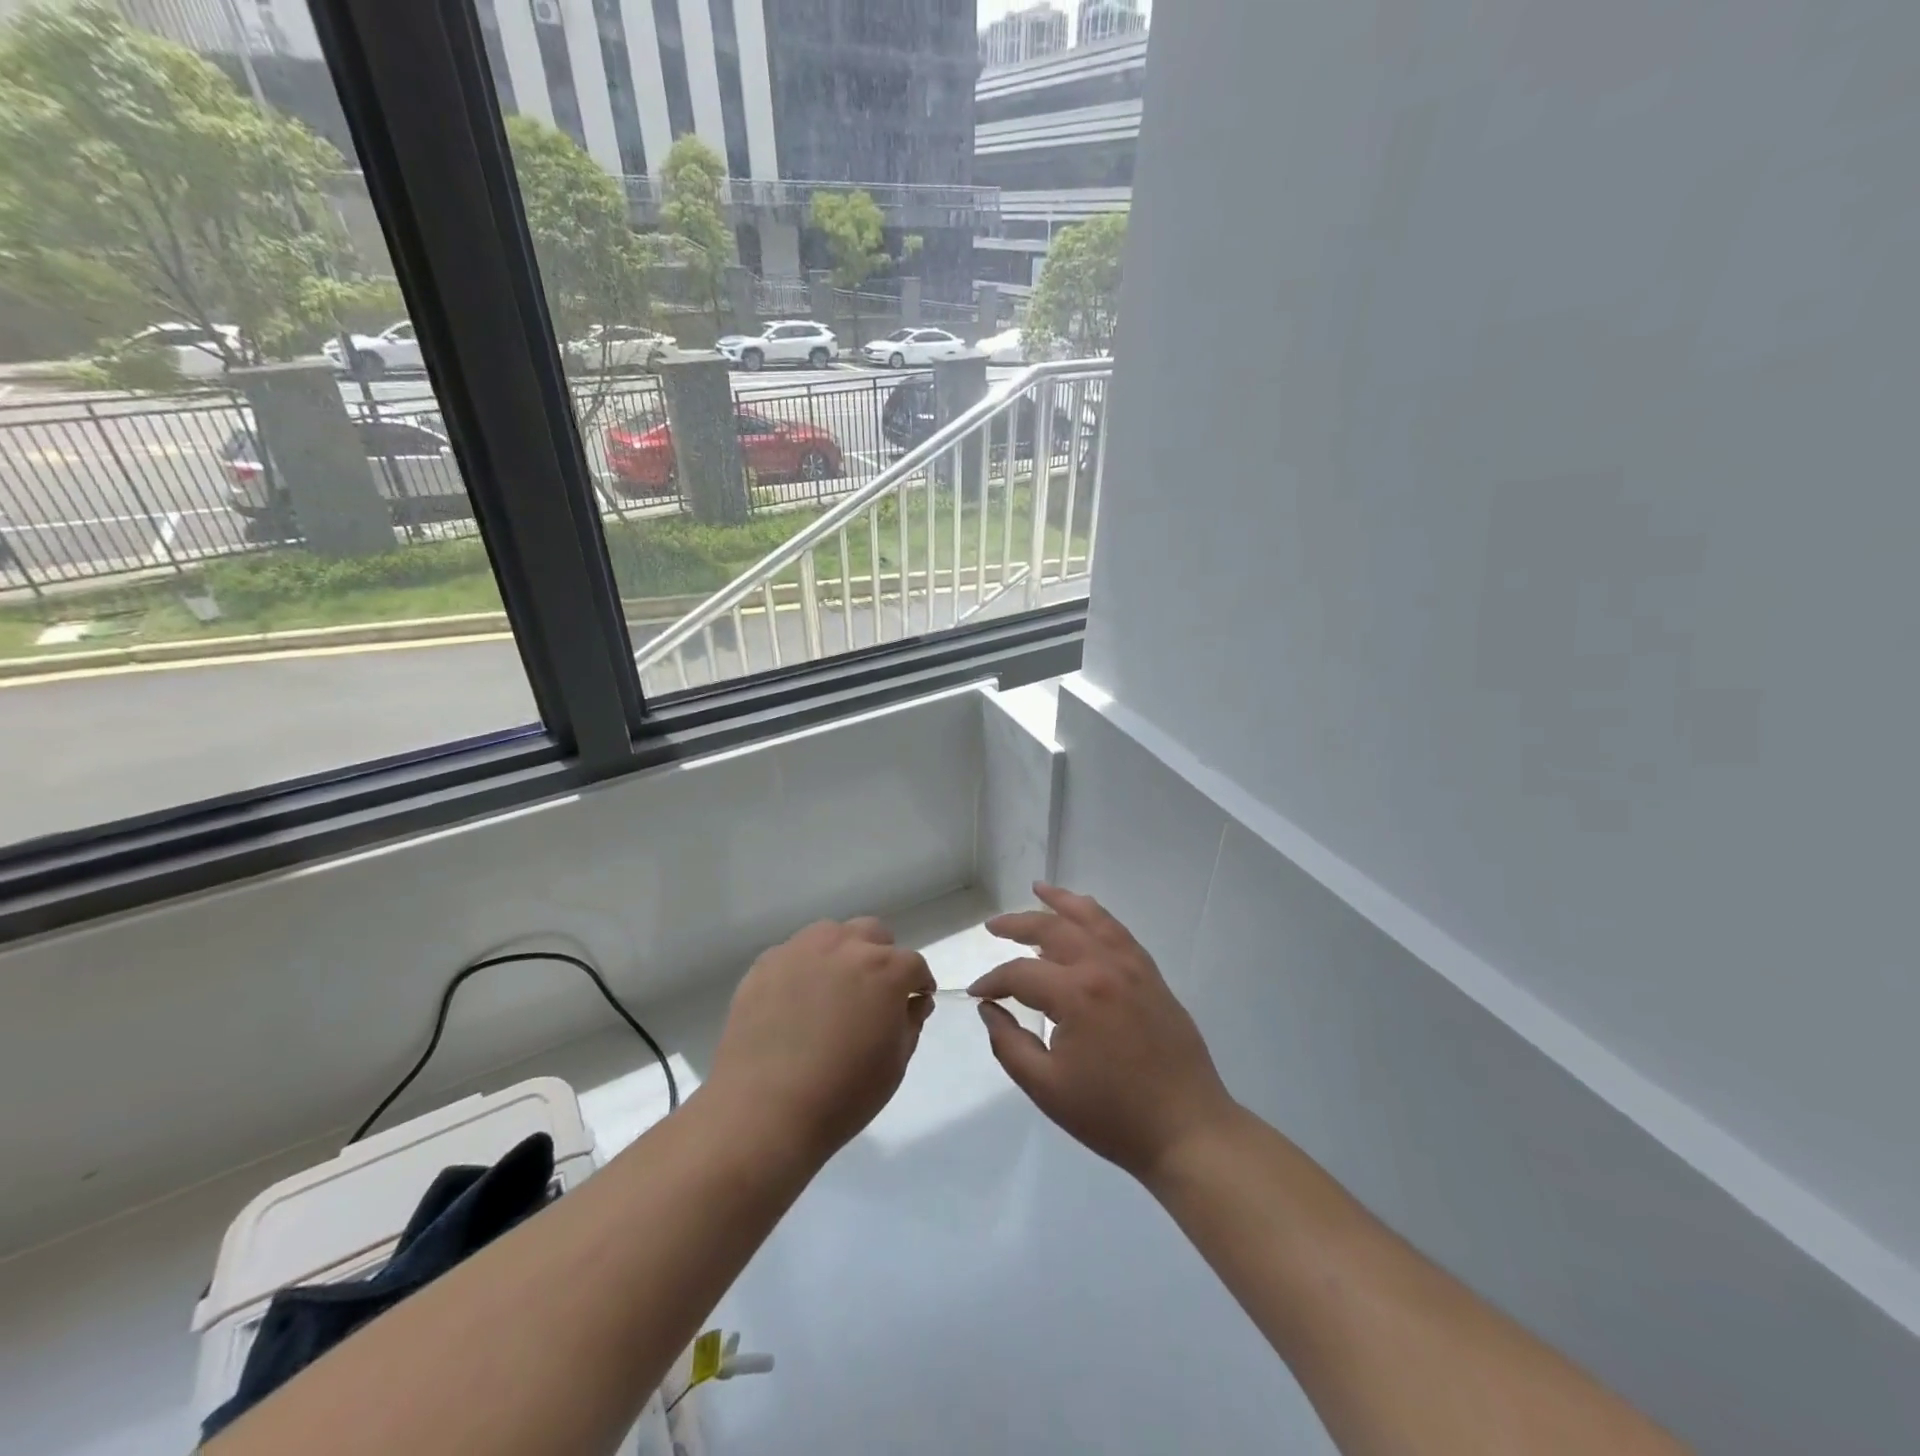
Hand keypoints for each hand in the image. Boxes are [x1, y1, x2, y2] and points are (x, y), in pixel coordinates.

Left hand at [707, 917, 935, 1162]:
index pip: (913, 964)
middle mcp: (844, 946)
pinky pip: (794, 954)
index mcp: (884, 969)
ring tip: (834, 990)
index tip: (914, 1002)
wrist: (764, 1112)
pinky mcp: (765, 964)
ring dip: (842, 954)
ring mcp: (800, 950)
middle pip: (873, 934)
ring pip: (832, 934)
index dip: (918, 984)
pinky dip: (804, 969)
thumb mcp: (894, 1064)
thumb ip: (910, 1022)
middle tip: (874, 993)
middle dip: (881, 958)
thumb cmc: (842, 1094)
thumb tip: (914, 1001)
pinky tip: (797, 1002)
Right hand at [971, 883, 1234, 1182]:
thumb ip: (1009, 1044)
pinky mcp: (1151, 974)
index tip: (976, 993)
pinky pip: (1118, 931)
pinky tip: (1084, 915)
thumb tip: (989, 1008)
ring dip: (1061, 901)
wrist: (1186, 1129)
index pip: (1021, 973)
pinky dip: (1095, 915)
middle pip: (1053, 928)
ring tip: (1038, 889)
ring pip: (1091, 917)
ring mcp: (1132, 966)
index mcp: (1076, 994)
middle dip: (1017, 924)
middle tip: (992, 927)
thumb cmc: (1112, 1115)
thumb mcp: (1047, 1088)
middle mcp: (1104, 966)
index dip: (992, 981)